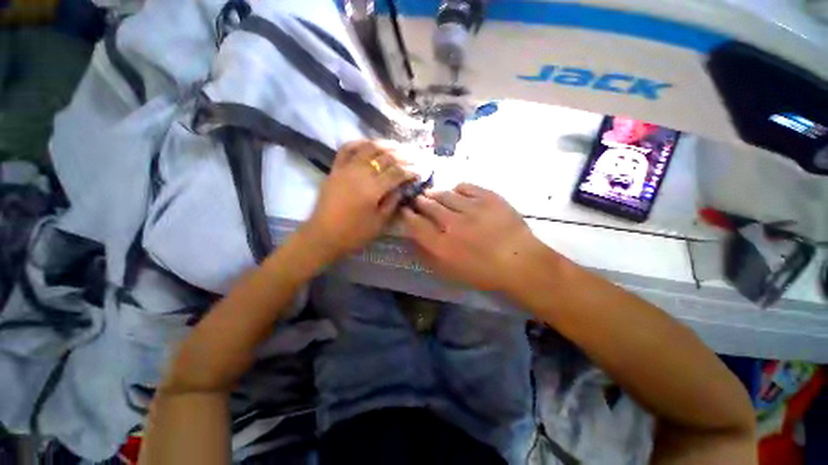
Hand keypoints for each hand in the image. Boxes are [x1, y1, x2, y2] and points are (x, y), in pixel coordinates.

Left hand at [301, 139, 416, 261]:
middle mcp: (360, 173)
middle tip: (415, 156)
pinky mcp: (335, 169)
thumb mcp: (379, 222)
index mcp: (373, 189)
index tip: (420, 170)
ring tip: (398, 146)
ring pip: (369, 148)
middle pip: (386, 157)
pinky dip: (360, 142)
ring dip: (386, 144)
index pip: (397, 172)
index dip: (411, 170)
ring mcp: (346, 168)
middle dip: (403, 155)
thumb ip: (393, 202)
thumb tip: (403, 187)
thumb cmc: (354, 233)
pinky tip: (370, 143)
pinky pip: (347, 148)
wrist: (323, 235)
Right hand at [401, 183, 541, 291]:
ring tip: (433, 195)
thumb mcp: (450, 272)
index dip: (407, 215)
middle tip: (419, 201)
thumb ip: (428, 256)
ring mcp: (471, 208)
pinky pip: (465, 187)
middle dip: (419, 202)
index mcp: (442, 245)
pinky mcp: (488, 197)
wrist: (520, 262)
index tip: (406, 211)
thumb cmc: (483, 272)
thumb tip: (414, 239)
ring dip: (435, 194)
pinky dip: (457, 189)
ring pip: (444, 194)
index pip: (415, 224)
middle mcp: (452, 224)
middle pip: (427, 205)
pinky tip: (456, 193)